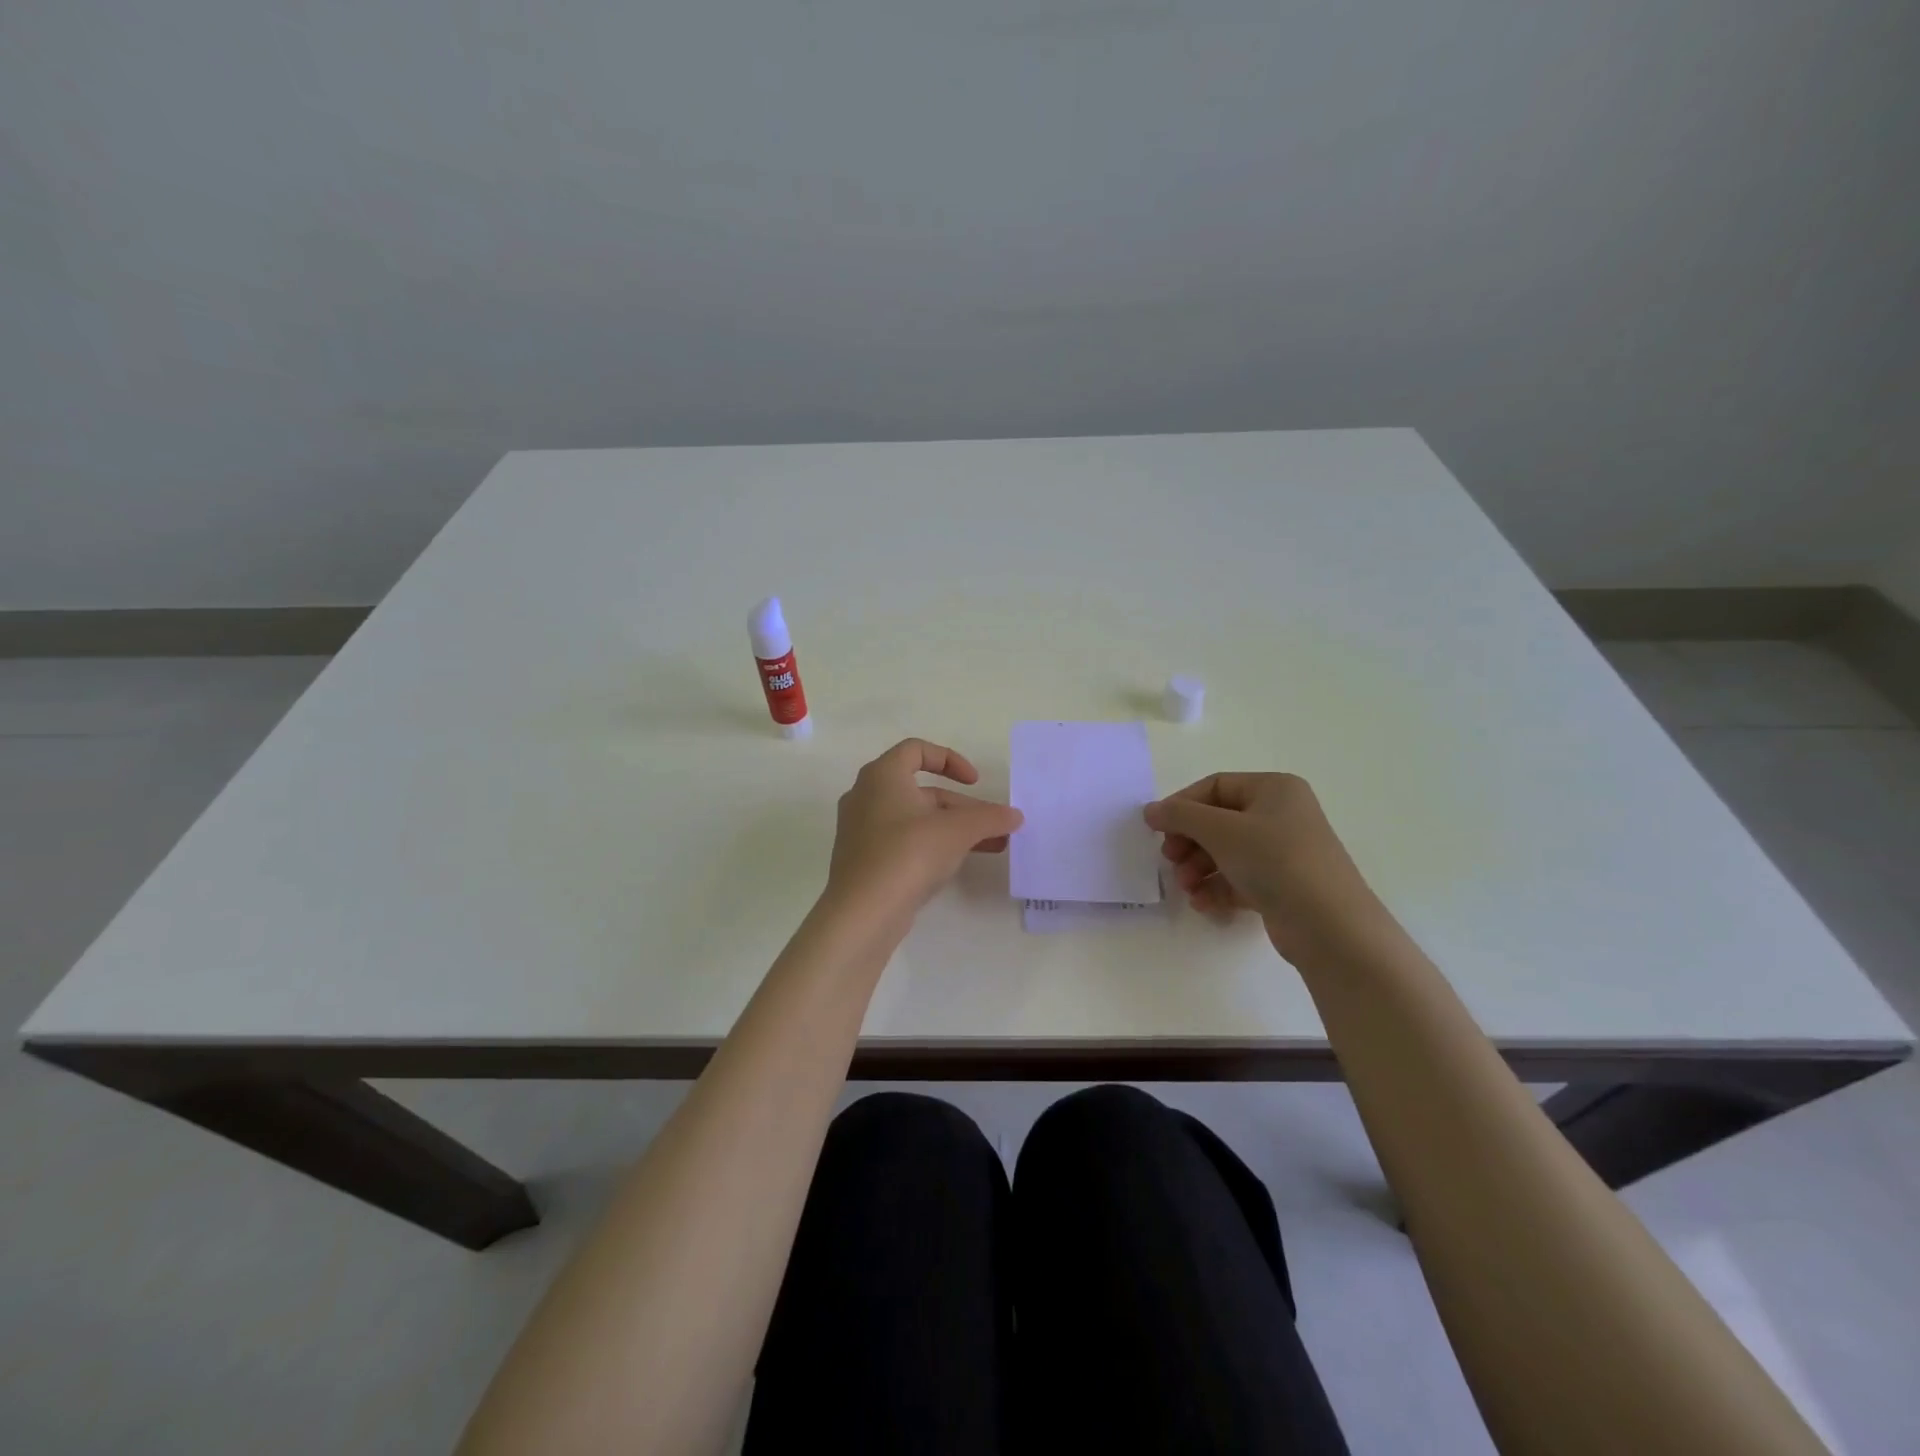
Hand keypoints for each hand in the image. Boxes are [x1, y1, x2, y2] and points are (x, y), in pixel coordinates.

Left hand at [825, 739, 1023, 919]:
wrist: (863, 912)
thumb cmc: (908, 854)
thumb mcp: (957, 831)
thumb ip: (989, 817)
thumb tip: (1015, 816)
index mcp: (882, 776)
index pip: (916, 750)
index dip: (950, 759)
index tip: (974, 782)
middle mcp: (866, 796)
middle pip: (922, 789)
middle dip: (963, 806)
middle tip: (993, 825)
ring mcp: (862, 830)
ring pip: (916, 819)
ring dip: (954, 828)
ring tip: (993, 846)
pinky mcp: (865, 860)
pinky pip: (904, 841)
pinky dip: (933, 845)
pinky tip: (960, 863)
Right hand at [1144, 772, 1388, 967]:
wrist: (1330, 926)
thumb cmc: (1275, 861)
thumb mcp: (1221, 830)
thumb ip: (1180, 816)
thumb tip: (1150, 810)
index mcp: (1274, 789)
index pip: (1215, 786)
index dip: (1182, 805)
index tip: (1156, 829)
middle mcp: (1281, 815)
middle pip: (1218, 821)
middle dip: (1189, 842)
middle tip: (1170, 860)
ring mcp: (1284, 852)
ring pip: (1227, 852)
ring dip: (1198, 868)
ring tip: (1186, 887)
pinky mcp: (1283, 886)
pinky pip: (1240, 878)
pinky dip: (1217, 888)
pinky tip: (1203, 904)